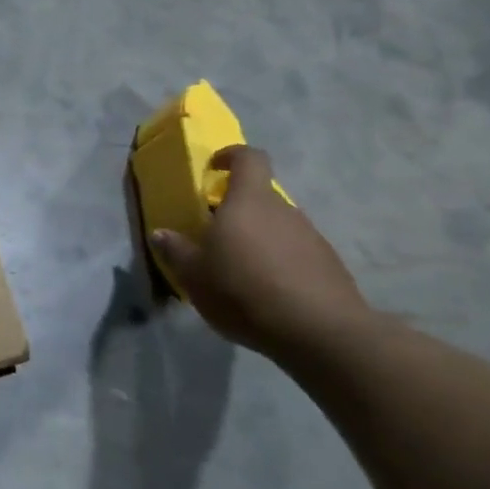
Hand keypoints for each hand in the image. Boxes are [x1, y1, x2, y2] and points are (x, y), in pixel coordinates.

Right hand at [150, 146, 374, 358]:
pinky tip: (267, 292)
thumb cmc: (244, 291)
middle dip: (237, 211)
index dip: (231, 156)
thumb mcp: (194, 275)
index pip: (249, 158)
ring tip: (240, 271)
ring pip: (277, 226)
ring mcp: (311, 236)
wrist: (320, 332)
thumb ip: (177, 251)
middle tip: (215, 237)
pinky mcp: (328, 264)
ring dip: (258, 239)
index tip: (214, 168)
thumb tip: (161, 233)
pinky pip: (295, 252)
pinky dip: (278, 262)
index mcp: (248, 202)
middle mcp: (283, 210)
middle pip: (259, 197)